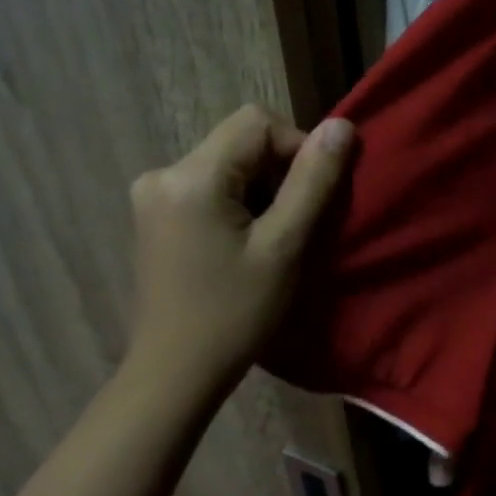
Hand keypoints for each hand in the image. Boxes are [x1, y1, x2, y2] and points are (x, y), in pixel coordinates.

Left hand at [124, 104, 353, 396]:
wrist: (175, 371)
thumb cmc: (235, 313)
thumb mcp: (285, 246)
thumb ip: (313, 182)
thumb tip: (342, 127)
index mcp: (191, 176)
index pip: (257, 123)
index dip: (297, 148)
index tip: (313, 198)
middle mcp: (162, 173)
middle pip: (240, 142)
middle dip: (279, 174)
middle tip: (295, 226)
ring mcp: (153, 195)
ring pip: (227, 165)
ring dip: (261, 191)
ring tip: (273, 241)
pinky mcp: (155, 216)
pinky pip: (209, 187)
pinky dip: (238, 204)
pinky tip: (245, 246)